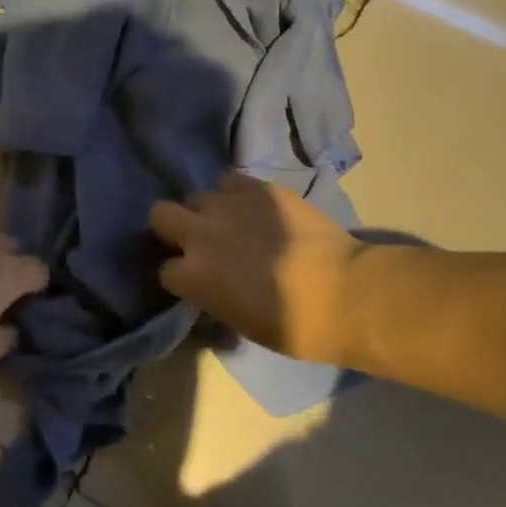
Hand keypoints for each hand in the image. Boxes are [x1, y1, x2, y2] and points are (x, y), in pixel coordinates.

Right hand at [149, 174, 364, 363]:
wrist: (344, 293)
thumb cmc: (293, 326)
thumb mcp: (238, 322)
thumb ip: (212, 295)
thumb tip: (210, 285)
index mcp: (193, 276)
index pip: (165, 270)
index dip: (180, 276)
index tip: (195, 281)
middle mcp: (201, 233)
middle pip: (161, 214)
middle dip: (173, 227)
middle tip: (197, 240)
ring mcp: (229, 205)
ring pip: (199, 195)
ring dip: (209, 211)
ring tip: (232, 222)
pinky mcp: (259, 187)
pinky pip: (231, 181)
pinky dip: (236, 194)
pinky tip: (254, 208)